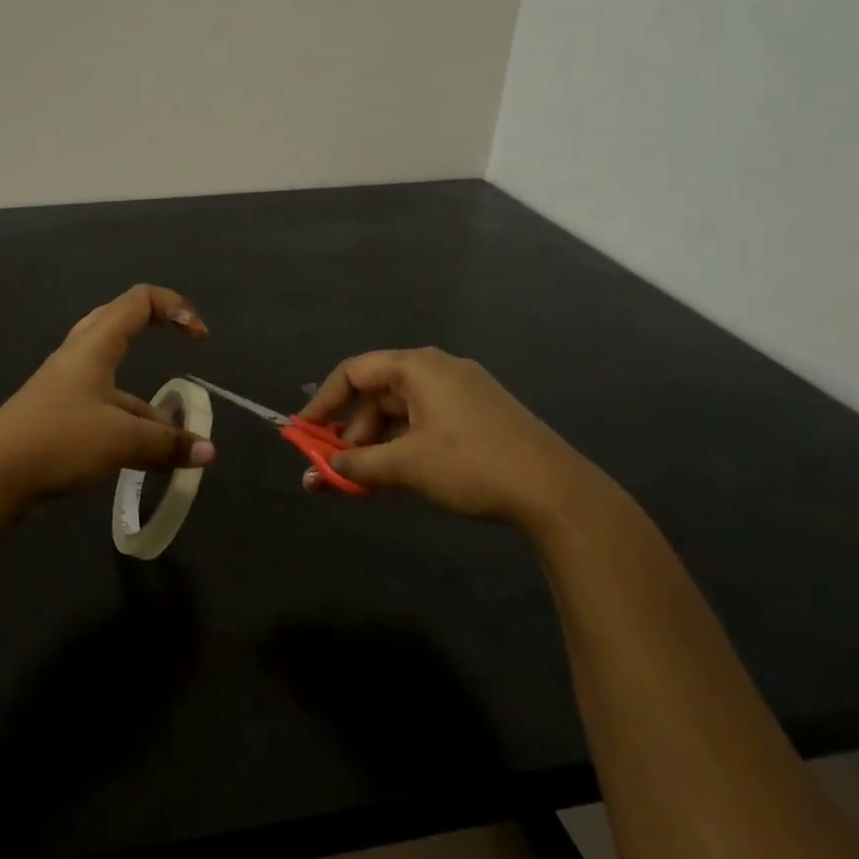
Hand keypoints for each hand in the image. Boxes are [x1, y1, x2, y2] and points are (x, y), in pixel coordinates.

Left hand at [0, 284, 215, 504]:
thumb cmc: (58, 439)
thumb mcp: (120, 440)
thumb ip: (166, 444)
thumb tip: (208, 452)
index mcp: (95, 345)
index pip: (139, 301)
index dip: (175, 308)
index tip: (200, 338)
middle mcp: (80, 357)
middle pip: (121, 324)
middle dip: (156, 331)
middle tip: (183, 351)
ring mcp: (67, 388)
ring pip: (116, 379)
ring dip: (147, 403)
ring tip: (175, 442)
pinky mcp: (59, 417)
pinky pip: (104, 409)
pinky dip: (130, 426)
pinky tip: (146, 460)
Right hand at [299, 347, 597, 529]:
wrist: (556, 491)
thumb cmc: (472, 465)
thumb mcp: (407, 466)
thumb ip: (357, 465)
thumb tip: (321, 470)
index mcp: (418, 367)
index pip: (353, 372)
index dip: (323, 402)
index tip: (303, 432)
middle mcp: (437, 370)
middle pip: (376, 393)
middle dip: (350, 431)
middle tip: (335, 465)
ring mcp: (461, 391)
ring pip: (400, 412)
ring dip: (375, 443)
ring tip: (363, 480)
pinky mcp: (477, 414)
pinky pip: (424, 422)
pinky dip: (402, 446)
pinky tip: (394, 476)